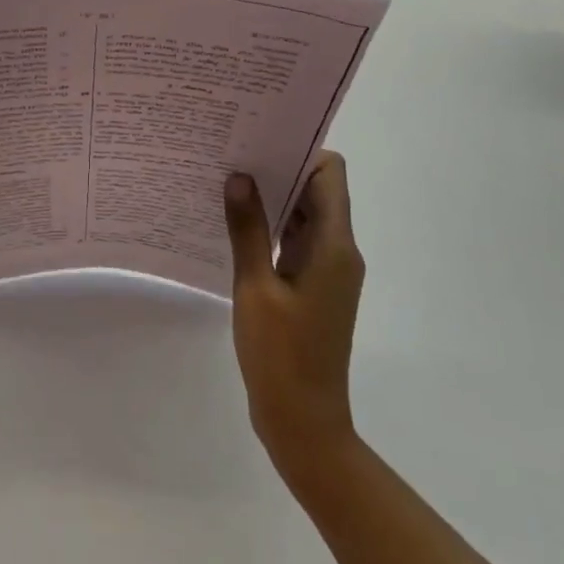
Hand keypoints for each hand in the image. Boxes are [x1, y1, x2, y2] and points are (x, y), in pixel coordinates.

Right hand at [225, 153, 363, 481]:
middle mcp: (337, 250)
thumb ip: (248, 229)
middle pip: (315, 190)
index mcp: (333, 245)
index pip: (329, 174)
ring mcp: (325, 269)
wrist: (303, 423)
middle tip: (231, 153)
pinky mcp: (311, 285)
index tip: (259, 141)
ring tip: (226, 181)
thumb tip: (240, 176)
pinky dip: (270, 227)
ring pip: (303, 215)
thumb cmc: (281, 355)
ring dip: (272, 198)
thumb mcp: (256, 288)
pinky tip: (233, 224)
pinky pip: (294, 240)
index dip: (299, 151)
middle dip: (278, 169)